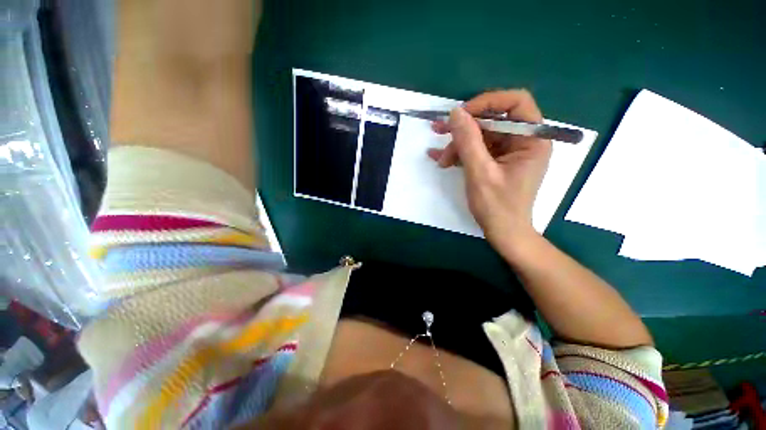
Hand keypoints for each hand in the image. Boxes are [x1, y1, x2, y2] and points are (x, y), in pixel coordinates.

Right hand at [427, 90, 551, 253]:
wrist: (503, 233)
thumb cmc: (497, 207)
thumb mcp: (480, 173)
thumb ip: (469, 141)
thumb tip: (456, 112)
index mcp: (531, 140)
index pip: (515, 103)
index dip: (488, 102)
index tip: (462, 114)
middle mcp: (523, 141)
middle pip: (492, 121)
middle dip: (464, 128)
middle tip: (438, 130)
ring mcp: (508, 153)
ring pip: (481, 137)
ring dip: (458, 145)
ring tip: (440, 159)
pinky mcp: (496, 163)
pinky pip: (477, 150)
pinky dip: (460, 154)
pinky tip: (440, 159)